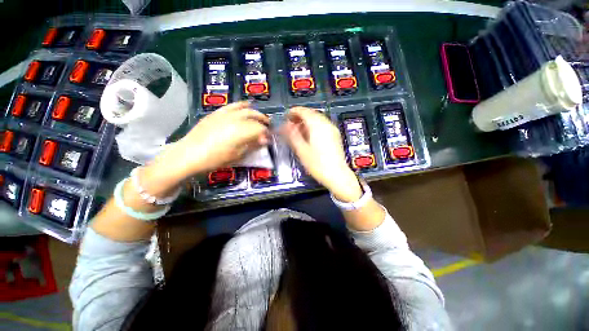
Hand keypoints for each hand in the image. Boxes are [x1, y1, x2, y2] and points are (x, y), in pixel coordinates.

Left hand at [152, 102, 269, 181]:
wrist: (189, 154)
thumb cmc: (216, 159)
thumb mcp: (238, 155)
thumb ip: (253, 145)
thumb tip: (264, 140)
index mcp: (242, 131)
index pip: (260, 129)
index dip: (267, 134)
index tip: (269, 140)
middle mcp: (236, 119)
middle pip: (255, 117)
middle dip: (264, 121)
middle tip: (267, 128)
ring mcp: (225, 114)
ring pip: (245, 109)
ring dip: (255, 113)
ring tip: (260, 118)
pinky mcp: (217, 113)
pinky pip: (232, 105)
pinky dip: (242, 105)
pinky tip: (246, 105)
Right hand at [280, 107, 362, 201]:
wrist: (337, 175)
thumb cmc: (318, 164)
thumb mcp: (301, 150)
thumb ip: (292, 135)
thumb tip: (286, 125)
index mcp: (317, 126)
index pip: (304, 111)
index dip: (293, 111)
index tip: (286, 115)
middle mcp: (326, 124)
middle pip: (311, 114)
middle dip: (300, 117)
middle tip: (291, 123)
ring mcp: (332, 130)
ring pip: (317, 119)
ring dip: (306, 122)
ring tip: (298, 130)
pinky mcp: (335, 136)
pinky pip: (322, 126)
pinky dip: (314, 127)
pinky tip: (309, 135)